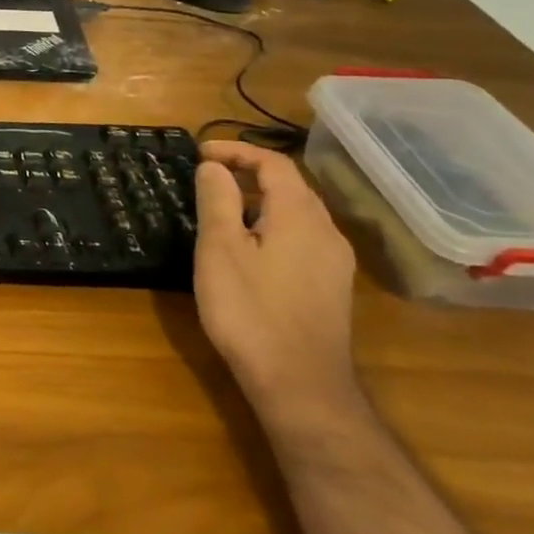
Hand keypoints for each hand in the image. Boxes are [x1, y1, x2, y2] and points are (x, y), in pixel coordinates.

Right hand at [193, 140, 358, 411]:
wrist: (299, 383)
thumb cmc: (250, 309)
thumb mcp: (220, 249)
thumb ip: (218, 200)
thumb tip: (215, 167)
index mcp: (301, 216)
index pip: (274, 164)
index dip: (236, 151)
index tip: (199, 153)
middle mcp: (327, 232)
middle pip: (291, 186)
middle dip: (249, 172)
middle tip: (207, 176)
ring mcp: (334, 263)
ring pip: (297, 214)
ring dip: (260, 200)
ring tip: (221, 208)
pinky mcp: (331, 288)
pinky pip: (301, 238)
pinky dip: (272, 225)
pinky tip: (248, 248)